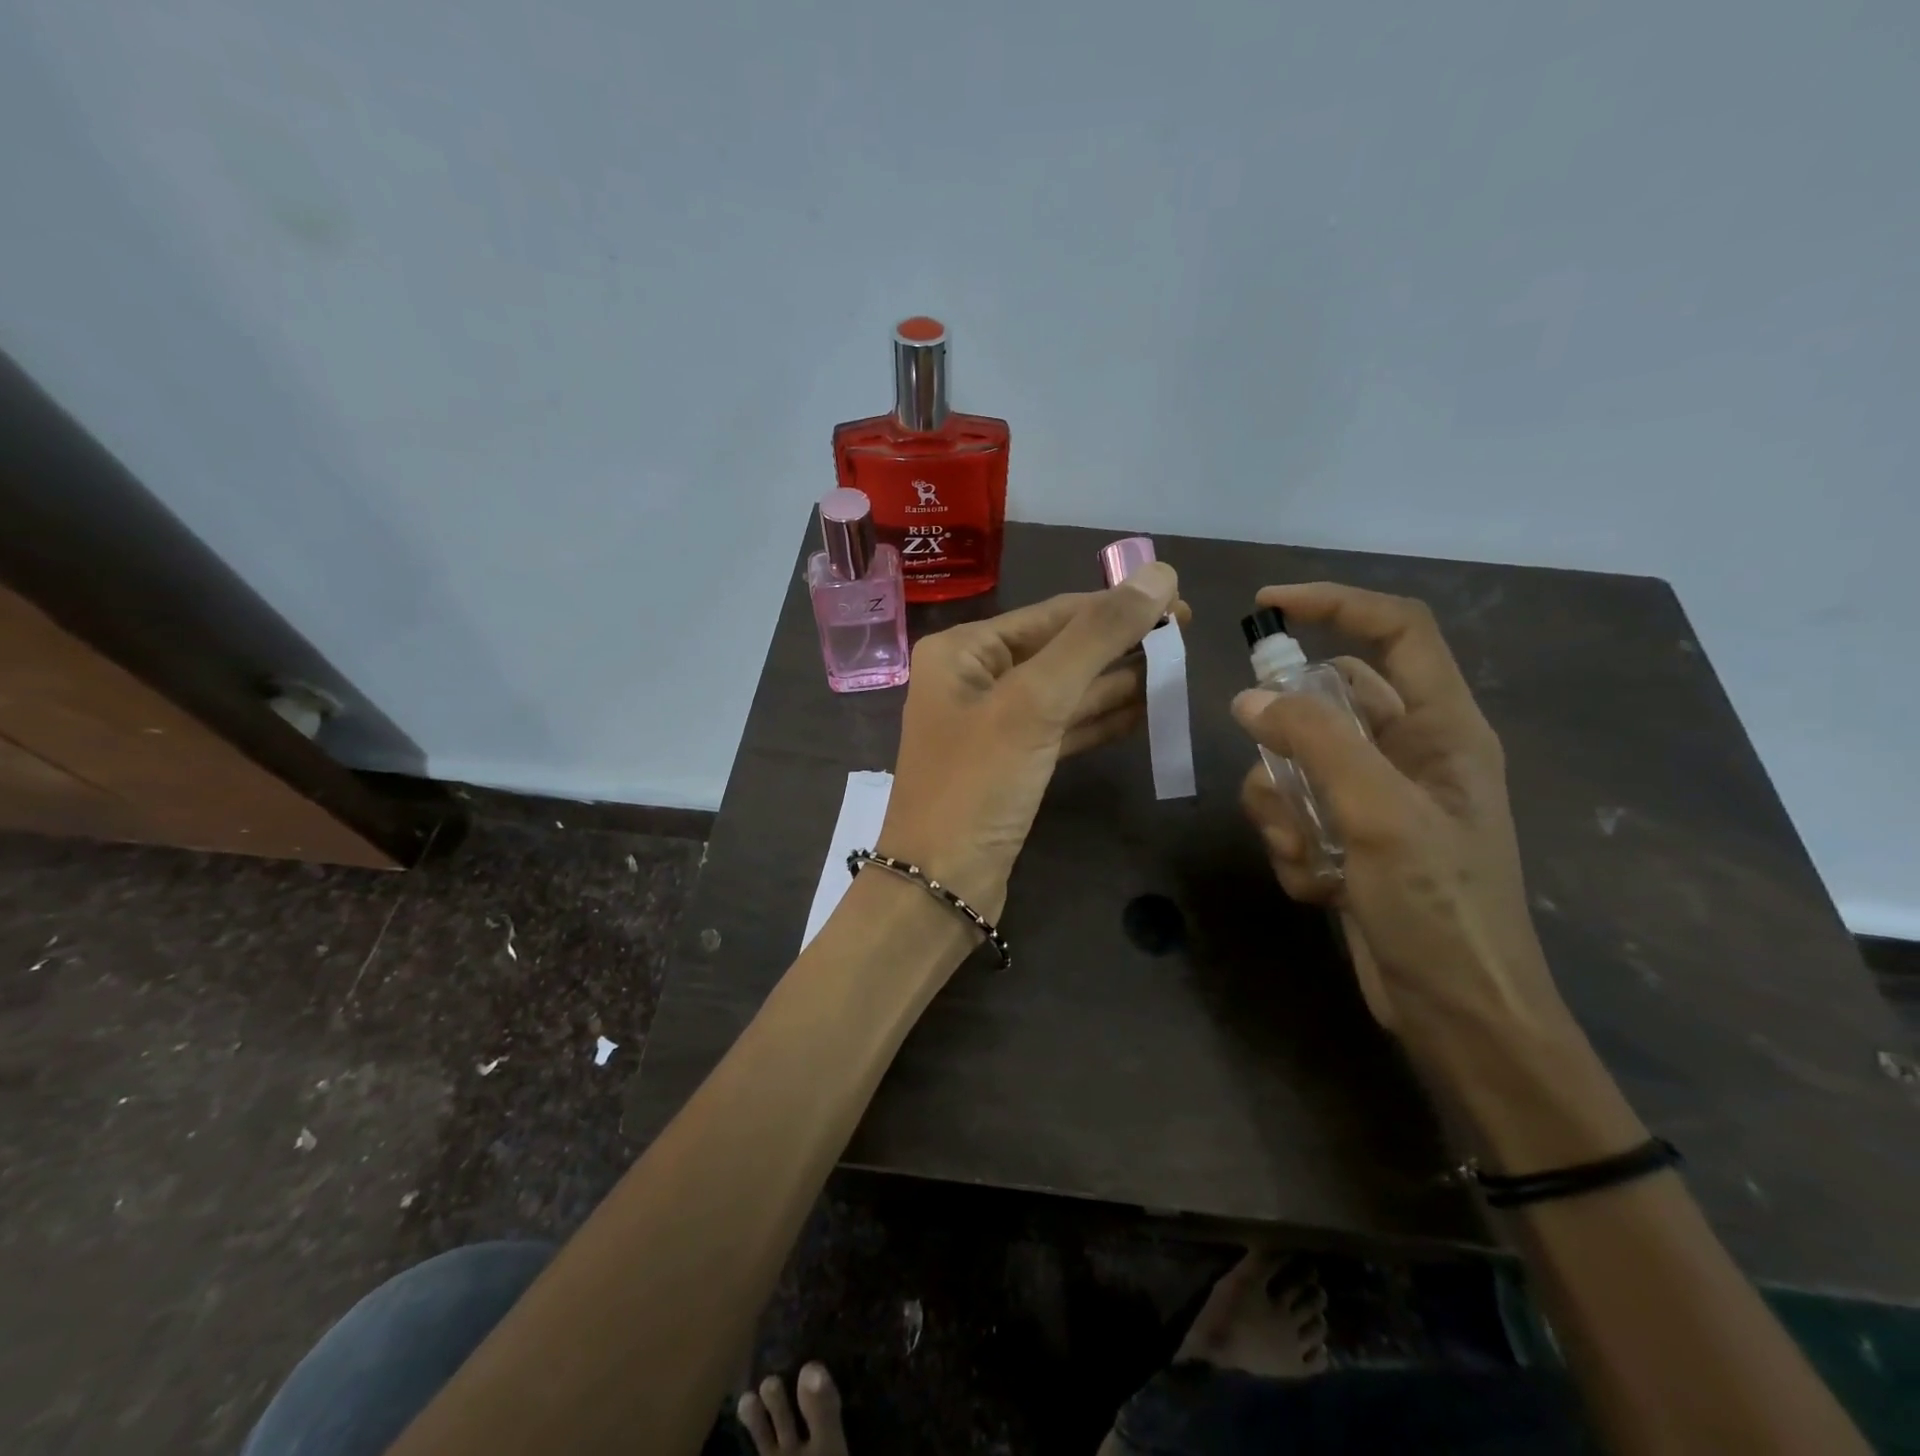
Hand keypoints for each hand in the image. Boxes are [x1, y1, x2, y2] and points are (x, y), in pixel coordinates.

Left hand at [879, 563, 1182, 919]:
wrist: (940, 886)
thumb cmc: (978, 785)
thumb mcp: (1035, 703)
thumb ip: (1096, 637)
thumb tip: (1159, 574)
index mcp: (963, 650)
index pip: (1052, 614)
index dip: (1116, 606)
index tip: (1178, 602)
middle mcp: (974, 680)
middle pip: (1060, 651)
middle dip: (1120, 646)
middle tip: (1186, 640)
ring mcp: (993, 725)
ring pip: (1065, 692)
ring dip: (1117, 682)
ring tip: (1176, 670)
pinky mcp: (1012, 764)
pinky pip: (1063, 729)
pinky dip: (1100, 720)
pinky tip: (1145, 711)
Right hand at [1231, 583, 1568, 1055]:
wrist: (1458, 1015)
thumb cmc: (1441, 907)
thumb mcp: (1380, 814)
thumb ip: (1315, 743)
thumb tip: (1249, 699)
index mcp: (1443, 728)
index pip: (1397, 631)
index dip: (1336, 604)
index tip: (1268, 604)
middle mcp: (1410, 754)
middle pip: (1328, 702)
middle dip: (1289, 740)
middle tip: (1274, 770)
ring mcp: (1376, 800)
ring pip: (1296, 765)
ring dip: (1283, 808)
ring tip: (1308, 854)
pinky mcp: (1349, 840)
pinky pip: (1295, 815)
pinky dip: (1292, 847)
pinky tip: (1320, 888)